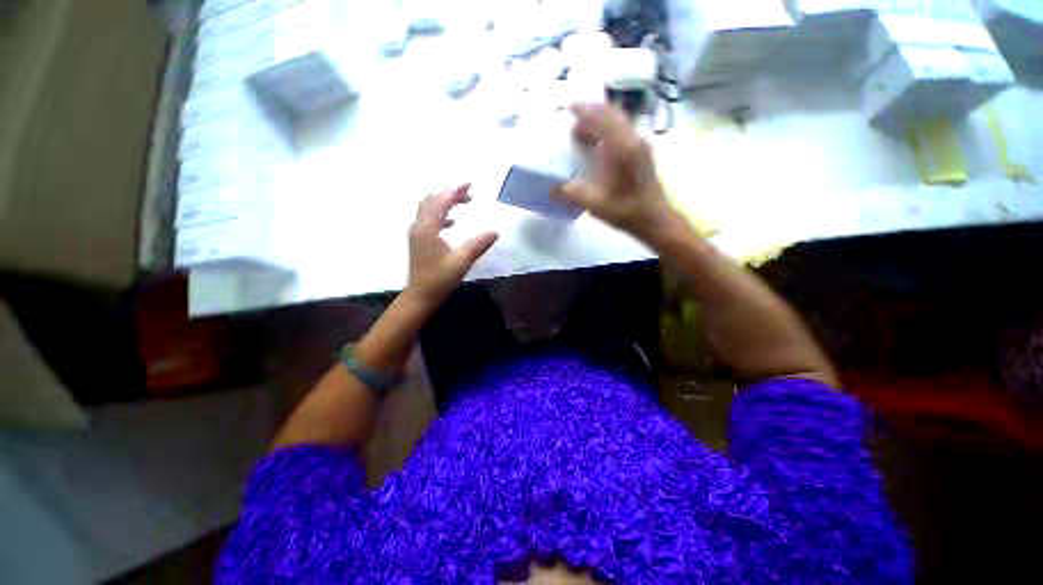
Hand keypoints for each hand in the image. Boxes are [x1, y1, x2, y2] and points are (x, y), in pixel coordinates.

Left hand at [405, 184, 497, 308]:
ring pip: (429, 208)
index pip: (440, 201)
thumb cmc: (439, 279)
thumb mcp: (462, 261)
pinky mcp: (419, 241)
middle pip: (432, 200)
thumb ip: (478, 244)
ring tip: (463, 203)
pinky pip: (429, 219)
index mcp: (427, 228)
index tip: (470, 185)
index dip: (454, 191)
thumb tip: (495, 231)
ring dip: (445, 202)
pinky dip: (441, 215)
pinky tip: (453, 223)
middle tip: (469, 193)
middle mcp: (419, 226)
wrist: (420, 296)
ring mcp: (417, 233)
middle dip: (450, 193)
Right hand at [554, 103, 674, 240]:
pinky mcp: (642, 152)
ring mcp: (640, 144)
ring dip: (599, 120)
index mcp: (621, 147)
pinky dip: (607, 130)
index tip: (565, 108)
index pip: (599, 118)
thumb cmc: (625, 210)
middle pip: (610, 113)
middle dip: (590, 111)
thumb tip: (551, 189)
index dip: (582, 110)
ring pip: (618, 121)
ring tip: (580, 130)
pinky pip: (622, 131)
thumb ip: (570, 193)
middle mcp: (633, 139)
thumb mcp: (594, 203)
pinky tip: (597, 145)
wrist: (654, 219)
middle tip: (571, 117)